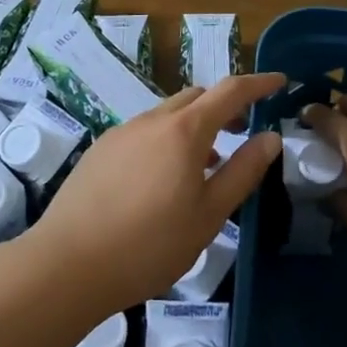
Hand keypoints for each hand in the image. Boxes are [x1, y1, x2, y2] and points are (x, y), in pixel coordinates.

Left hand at [30, 72, 283, 311]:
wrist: (66, 265)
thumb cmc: (149, 245)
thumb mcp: (209, 215)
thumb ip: (243, 172)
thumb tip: (270, 138)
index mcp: (185, 131)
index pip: (231, 91)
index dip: (259, 83)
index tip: (280, 81)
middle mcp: (152, 120)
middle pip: (197, 97)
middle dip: (225, 105)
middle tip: (243, 131)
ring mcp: (121, 133)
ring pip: (168, 115)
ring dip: (194, 126)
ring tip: (205, 165)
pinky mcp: (100, 150)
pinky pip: (144, 132)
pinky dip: (167, 140)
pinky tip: (163, 180)